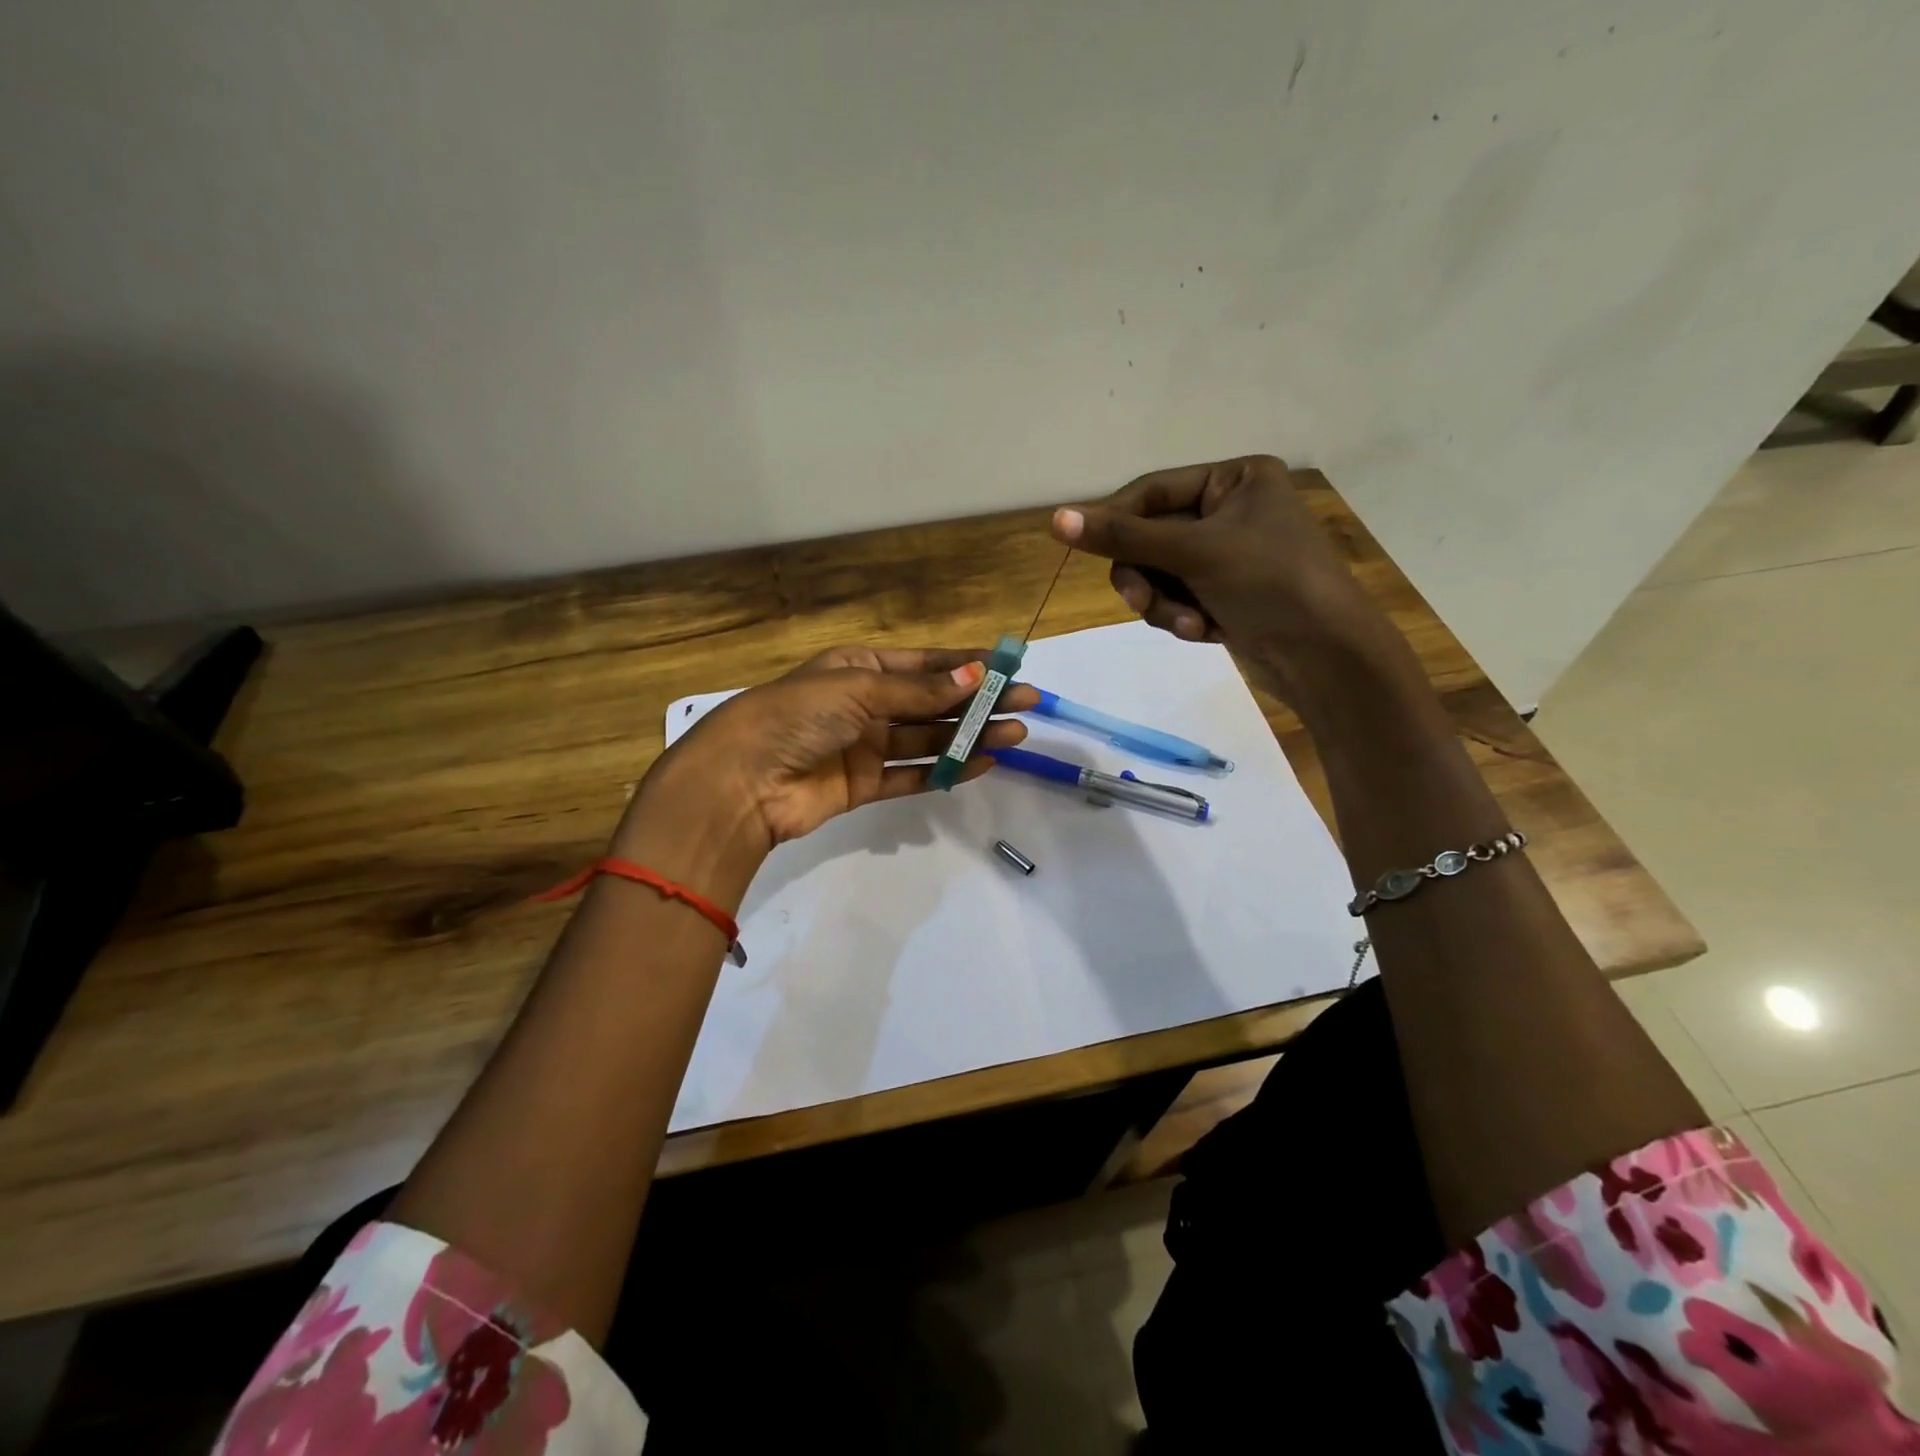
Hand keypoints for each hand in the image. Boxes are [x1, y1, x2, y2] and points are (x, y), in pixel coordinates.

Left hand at [630, 646, 1036, 864]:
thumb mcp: (859, 689)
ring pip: (927, 739)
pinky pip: (912, 775)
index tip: (1008, 669)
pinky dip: (945, 771)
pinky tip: (981, 764)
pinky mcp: (863, 785)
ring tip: (1015, 734)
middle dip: (977, 702)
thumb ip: (918, 691)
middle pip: (931, 702)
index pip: (923, 664)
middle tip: (1025, 704)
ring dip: (969, 737)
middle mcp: (864, 703)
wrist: (742, 780)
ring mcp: (864, 746)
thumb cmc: (797, 715)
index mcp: (858, 667)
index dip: (966, 666)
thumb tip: (974, 678)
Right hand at [1051, 455, 1393, 699]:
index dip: (1116, 520)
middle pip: (1150, 537)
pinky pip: (1176, 598)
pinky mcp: (1224, 595)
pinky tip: (1206, 633)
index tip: (1083, 546)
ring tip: (1189, 625)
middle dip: (1147, 575)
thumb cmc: (1270, 583)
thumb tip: (1055, 519)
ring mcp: (1226, 556)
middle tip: (1141, 601)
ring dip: (1164, 603)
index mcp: (1236, 479)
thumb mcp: (1194, 552)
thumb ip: (1123, 537)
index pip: (1153, 490)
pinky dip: (1182, 617)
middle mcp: (1230, 511)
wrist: (1326, 658)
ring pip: (1159, 574)